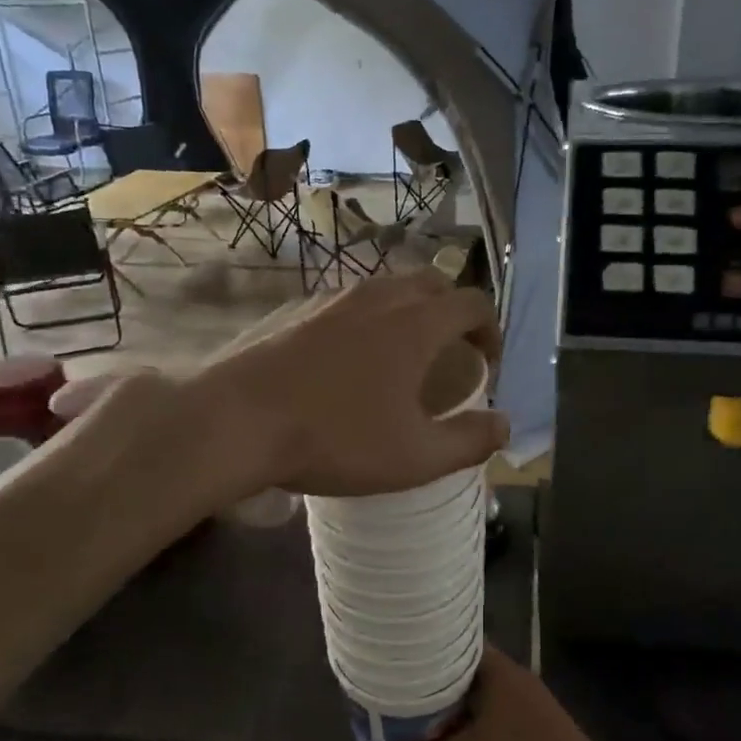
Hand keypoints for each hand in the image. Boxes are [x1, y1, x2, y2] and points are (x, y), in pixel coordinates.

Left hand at [202, 270, 507, 497]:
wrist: (236, 422)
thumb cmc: (335, 439)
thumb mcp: (415, 457)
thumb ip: (469, 441)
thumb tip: (504, 426)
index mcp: (415, 324)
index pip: (472, 303)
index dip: (490, 329)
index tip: (488, 362)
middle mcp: (378, 298)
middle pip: (432, 283)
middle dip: (452, 311)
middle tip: (451, 352)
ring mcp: (332, 299)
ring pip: (387, 289)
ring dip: (409, 312)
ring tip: (402, 355)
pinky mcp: (296, 310)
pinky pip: (348, 303)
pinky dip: (368, 320)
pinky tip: (349, 361)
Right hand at [387, 647, 632, 740]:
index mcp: (497, 669)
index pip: (456, 642)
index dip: (427, 647)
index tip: (399, 656)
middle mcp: (513, 676)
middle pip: (465, 670)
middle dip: (435, 683)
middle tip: (401, 692)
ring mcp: (527, 701)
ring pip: (480, 696)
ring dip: (454, 708)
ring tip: (420, 718)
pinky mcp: (535, 726)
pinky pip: (494, 716)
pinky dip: (473, 725)